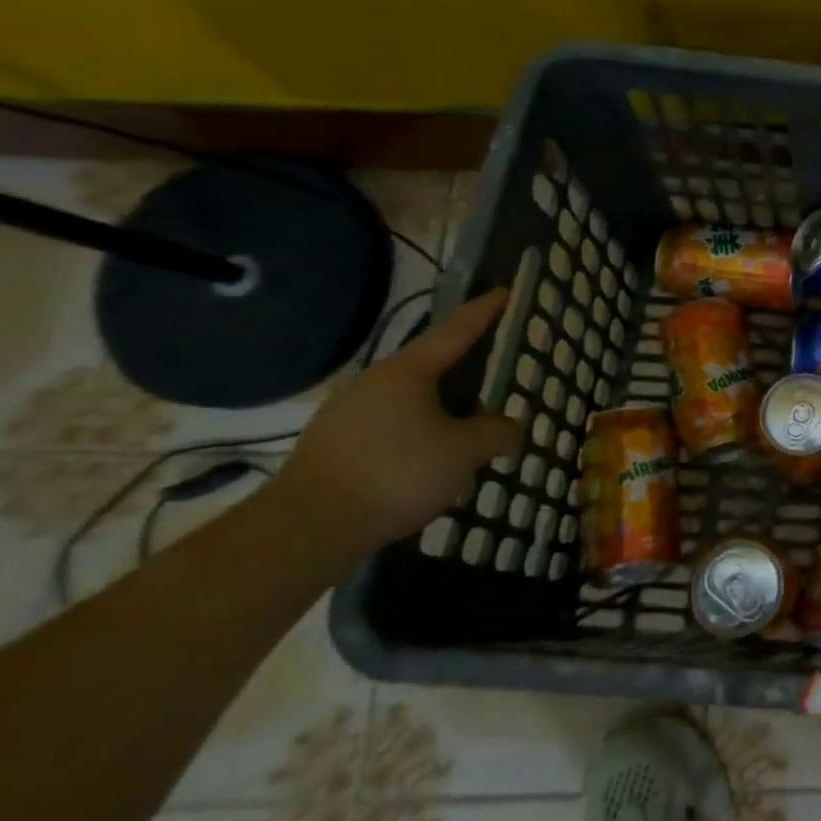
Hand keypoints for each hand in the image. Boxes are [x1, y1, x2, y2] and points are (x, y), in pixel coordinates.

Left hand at [275, 289, 521, 562]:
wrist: (308, 528)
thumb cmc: (397, 473)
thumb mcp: (465, 451)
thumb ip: (497, 432)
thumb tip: (512, 429)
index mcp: (407, 371)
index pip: (456, 330)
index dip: (485, 311)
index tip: (505, 292)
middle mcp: (374, 382)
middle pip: (431, 365)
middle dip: (465, 366)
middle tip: (496, 370)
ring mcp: (347, 414)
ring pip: (409, 399)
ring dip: (441, 406)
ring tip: (469, 425)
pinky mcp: (333, 446)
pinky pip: (390, 426)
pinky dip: (418, 432)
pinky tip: (431, 458)